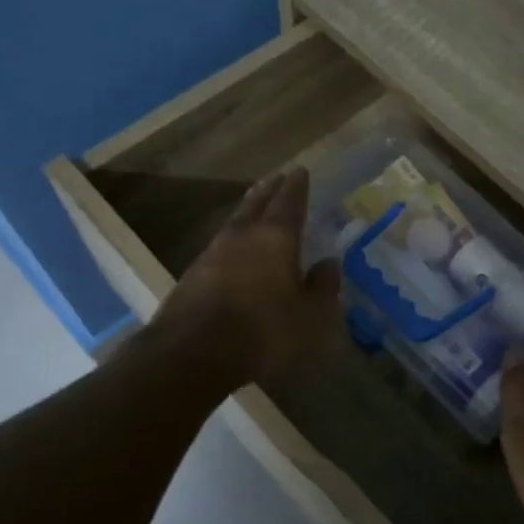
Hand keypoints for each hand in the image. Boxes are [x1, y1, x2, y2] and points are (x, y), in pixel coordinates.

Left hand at [149, 169, 341, 387]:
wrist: (193, 353)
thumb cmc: (264, 331)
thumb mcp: (310, 316)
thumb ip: (323, 287)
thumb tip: (330, 263)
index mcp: (276, 238)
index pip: (289, 202)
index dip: (297, 186)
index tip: (300, 171)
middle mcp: (243, 236)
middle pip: (256, 203)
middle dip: (269, 190)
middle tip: (277, 177)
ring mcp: (213, 253)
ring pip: (235, 221)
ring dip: (247, 210)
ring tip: (255, 205)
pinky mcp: (193, 274)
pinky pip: (220, 245)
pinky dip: (232, 239)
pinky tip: (235, 248)